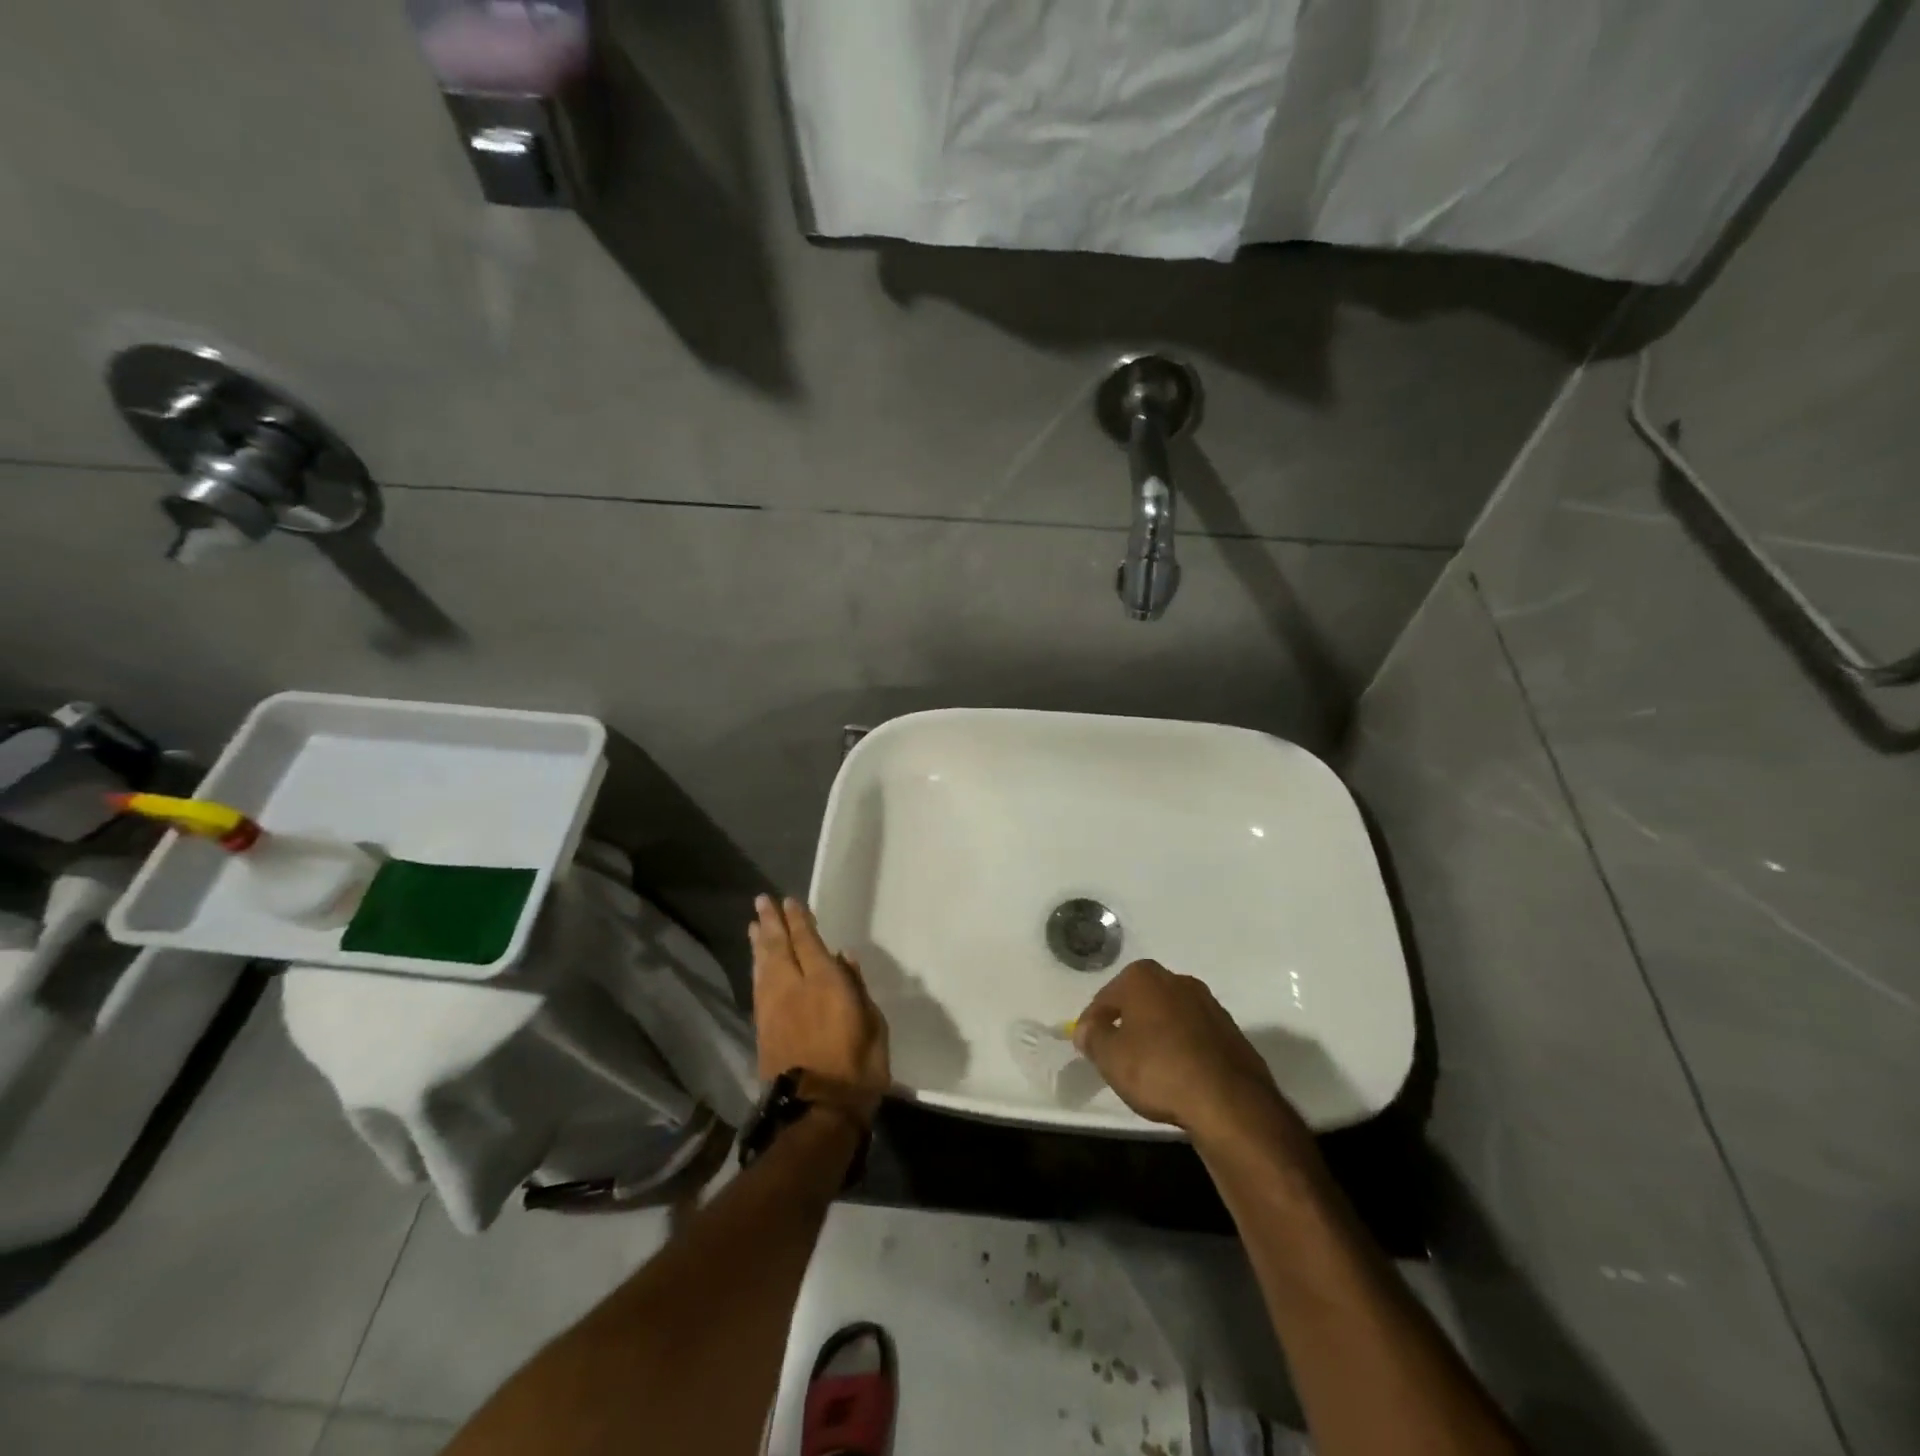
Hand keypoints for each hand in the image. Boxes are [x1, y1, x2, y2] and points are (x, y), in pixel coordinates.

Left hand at [749, 896, 890, 1122]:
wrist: (816, 1113)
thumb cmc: (857, 1068)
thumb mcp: (873, 1025)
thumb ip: (857, 988)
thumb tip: (845, 958)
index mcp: (825, 983)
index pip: (808, 941)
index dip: (799, 920)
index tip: (790, 901)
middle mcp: (794, 988)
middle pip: (778, 948)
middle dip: (771, 923)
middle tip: (761, 902)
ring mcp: (774, 1008)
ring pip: (763, 966)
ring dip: (758, 944)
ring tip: (753, 925)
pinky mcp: (763, 1029)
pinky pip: (758, 987)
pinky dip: (756, 969)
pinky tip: (756, 964)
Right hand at [1075, 959, 1303, 1145]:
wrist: (1230, 1102)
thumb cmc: (1159, 1070)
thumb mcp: (1110, 1057)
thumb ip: (1091, 1037)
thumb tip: (1087, 1029)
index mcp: (1143, 977)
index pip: (1105, 998)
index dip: (1092, 1024)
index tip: (1088, 1048)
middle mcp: (1177, 980)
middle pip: (1139, 1002)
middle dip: (1127, 1024)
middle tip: (1116, 1055)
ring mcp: (1209, 1004)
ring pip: (1169, 1017)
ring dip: (1157, 1036)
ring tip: (1148, 1069)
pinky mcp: (1231, 1031)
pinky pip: (1194, 1036)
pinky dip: (1182, 1049)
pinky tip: (1178, 1075)